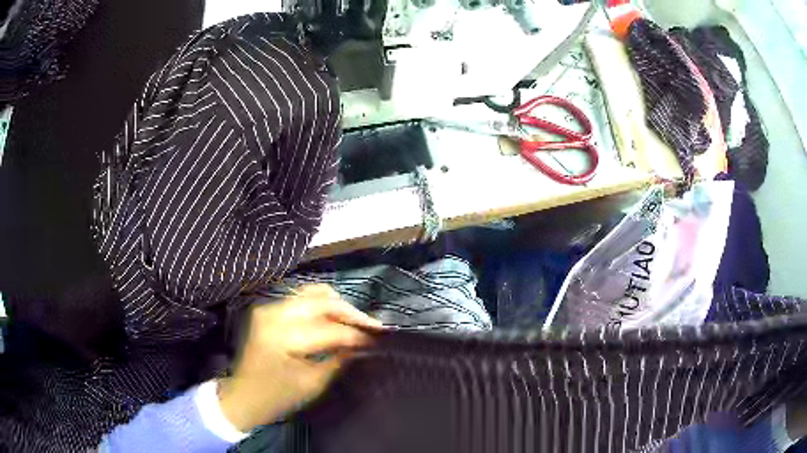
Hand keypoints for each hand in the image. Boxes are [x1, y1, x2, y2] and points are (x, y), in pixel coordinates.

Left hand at [217, 284, 381, 431]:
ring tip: (356, 322)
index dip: (356, 333)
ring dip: (338, 306)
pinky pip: (302, 298)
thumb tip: (363, 344)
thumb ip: (338, 360)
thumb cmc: (277, 397)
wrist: (243, 396)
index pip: (328, 328)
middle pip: (321, 301)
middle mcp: (273, 313)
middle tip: (373, 327)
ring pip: (313, 293)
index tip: (381, 337)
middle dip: (351, 313)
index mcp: (280, 336)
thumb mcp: (312, 384)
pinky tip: (335, 319)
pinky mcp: (269, 309)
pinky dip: (323, 306)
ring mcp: (269, 307)